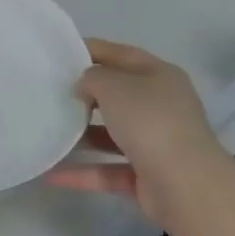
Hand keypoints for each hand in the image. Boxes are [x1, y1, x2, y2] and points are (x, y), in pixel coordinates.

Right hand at [48, 39, 222, 219]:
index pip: (121, 54)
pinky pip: (109, 169)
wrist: (185, 185)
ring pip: (113, 134)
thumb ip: (92, 78)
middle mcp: (162, 106)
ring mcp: (157, 143)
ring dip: (83, 135)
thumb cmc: (149, 121)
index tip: (60, 53)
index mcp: (160, 76)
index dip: (92, 50)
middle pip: (119, 95)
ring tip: (49, 130)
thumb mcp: (113, 86)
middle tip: (52, 91)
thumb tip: (84, 86)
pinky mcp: (148, 177)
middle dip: (87, 94)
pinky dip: (84, 172)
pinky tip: (53, 174)